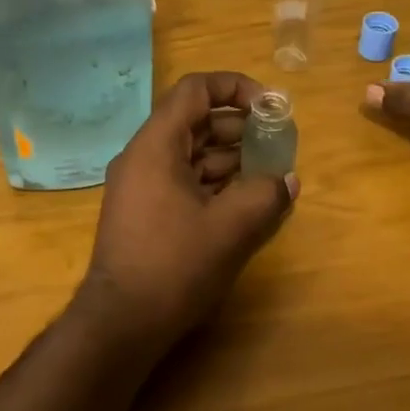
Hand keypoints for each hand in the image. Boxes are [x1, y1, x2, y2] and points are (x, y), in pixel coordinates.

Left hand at [76, 72, 297, 354]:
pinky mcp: (146, 212)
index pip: (195, 90)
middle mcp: (143, 157)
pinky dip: (215, 182)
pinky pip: (184, 181)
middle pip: (196, 121)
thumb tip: (287, 180)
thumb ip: (266, 194)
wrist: (122, 323)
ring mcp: (142, 186)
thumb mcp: (231, 226)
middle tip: (277, 143)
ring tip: (269, 172)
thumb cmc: (174, 265)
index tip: (269, 107)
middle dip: (240, 127)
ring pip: (192, 154)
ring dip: (231, 157)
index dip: (235, 87)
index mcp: (156, 146)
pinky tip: (246, 199)